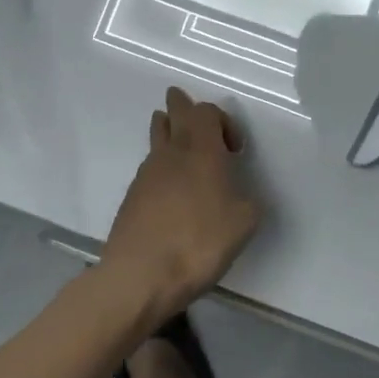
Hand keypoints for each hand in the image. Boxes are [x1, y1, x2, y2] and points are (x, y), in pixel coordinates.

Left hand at [102, 87, 263, 321]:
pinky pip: (149, 169)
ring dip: (167, 132)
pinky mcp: (131, 198)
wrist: (140, 276)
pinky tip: (169, 190)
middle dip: (181, 106)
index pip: (206, 111)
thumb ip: (247, 200)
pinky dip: (160, 168)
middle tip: (182, 101)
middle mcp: (171, 153)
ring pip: (156, 139)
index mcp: (201, 150)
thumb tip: (241, 196)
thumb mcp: (244, 222)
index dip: (222, 121)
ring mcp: (146, 174)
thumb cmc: (199, 241)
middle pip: (173, 114)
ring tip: (174, 136)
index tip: (235, 150)